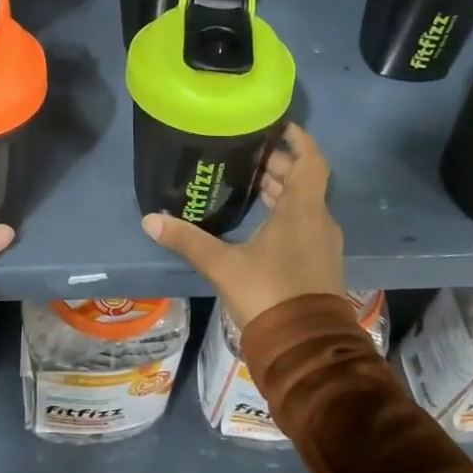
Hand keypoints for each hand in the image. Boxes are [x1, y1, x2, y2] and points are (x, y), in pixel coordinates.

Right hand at [140, 123, 343, 326]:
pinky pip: (304, 223)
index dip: (298, 139)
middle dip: (278, 165)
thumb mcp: (223, 265)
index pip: (310, 160)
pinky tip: (258, 221)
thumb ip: (187, 240)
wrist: (305, 347)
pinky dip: (285, 212)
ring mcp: (322, 244)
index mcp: (303, 210)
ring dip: (281, 190)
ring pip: (304, 204)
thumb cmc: (269, 294)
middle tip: (247, 155)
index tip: (278, 125)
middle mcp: (319, 220)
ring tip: (249, 182)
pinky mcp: (319, 263)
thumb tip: (150, 219)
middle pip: (303, 181)